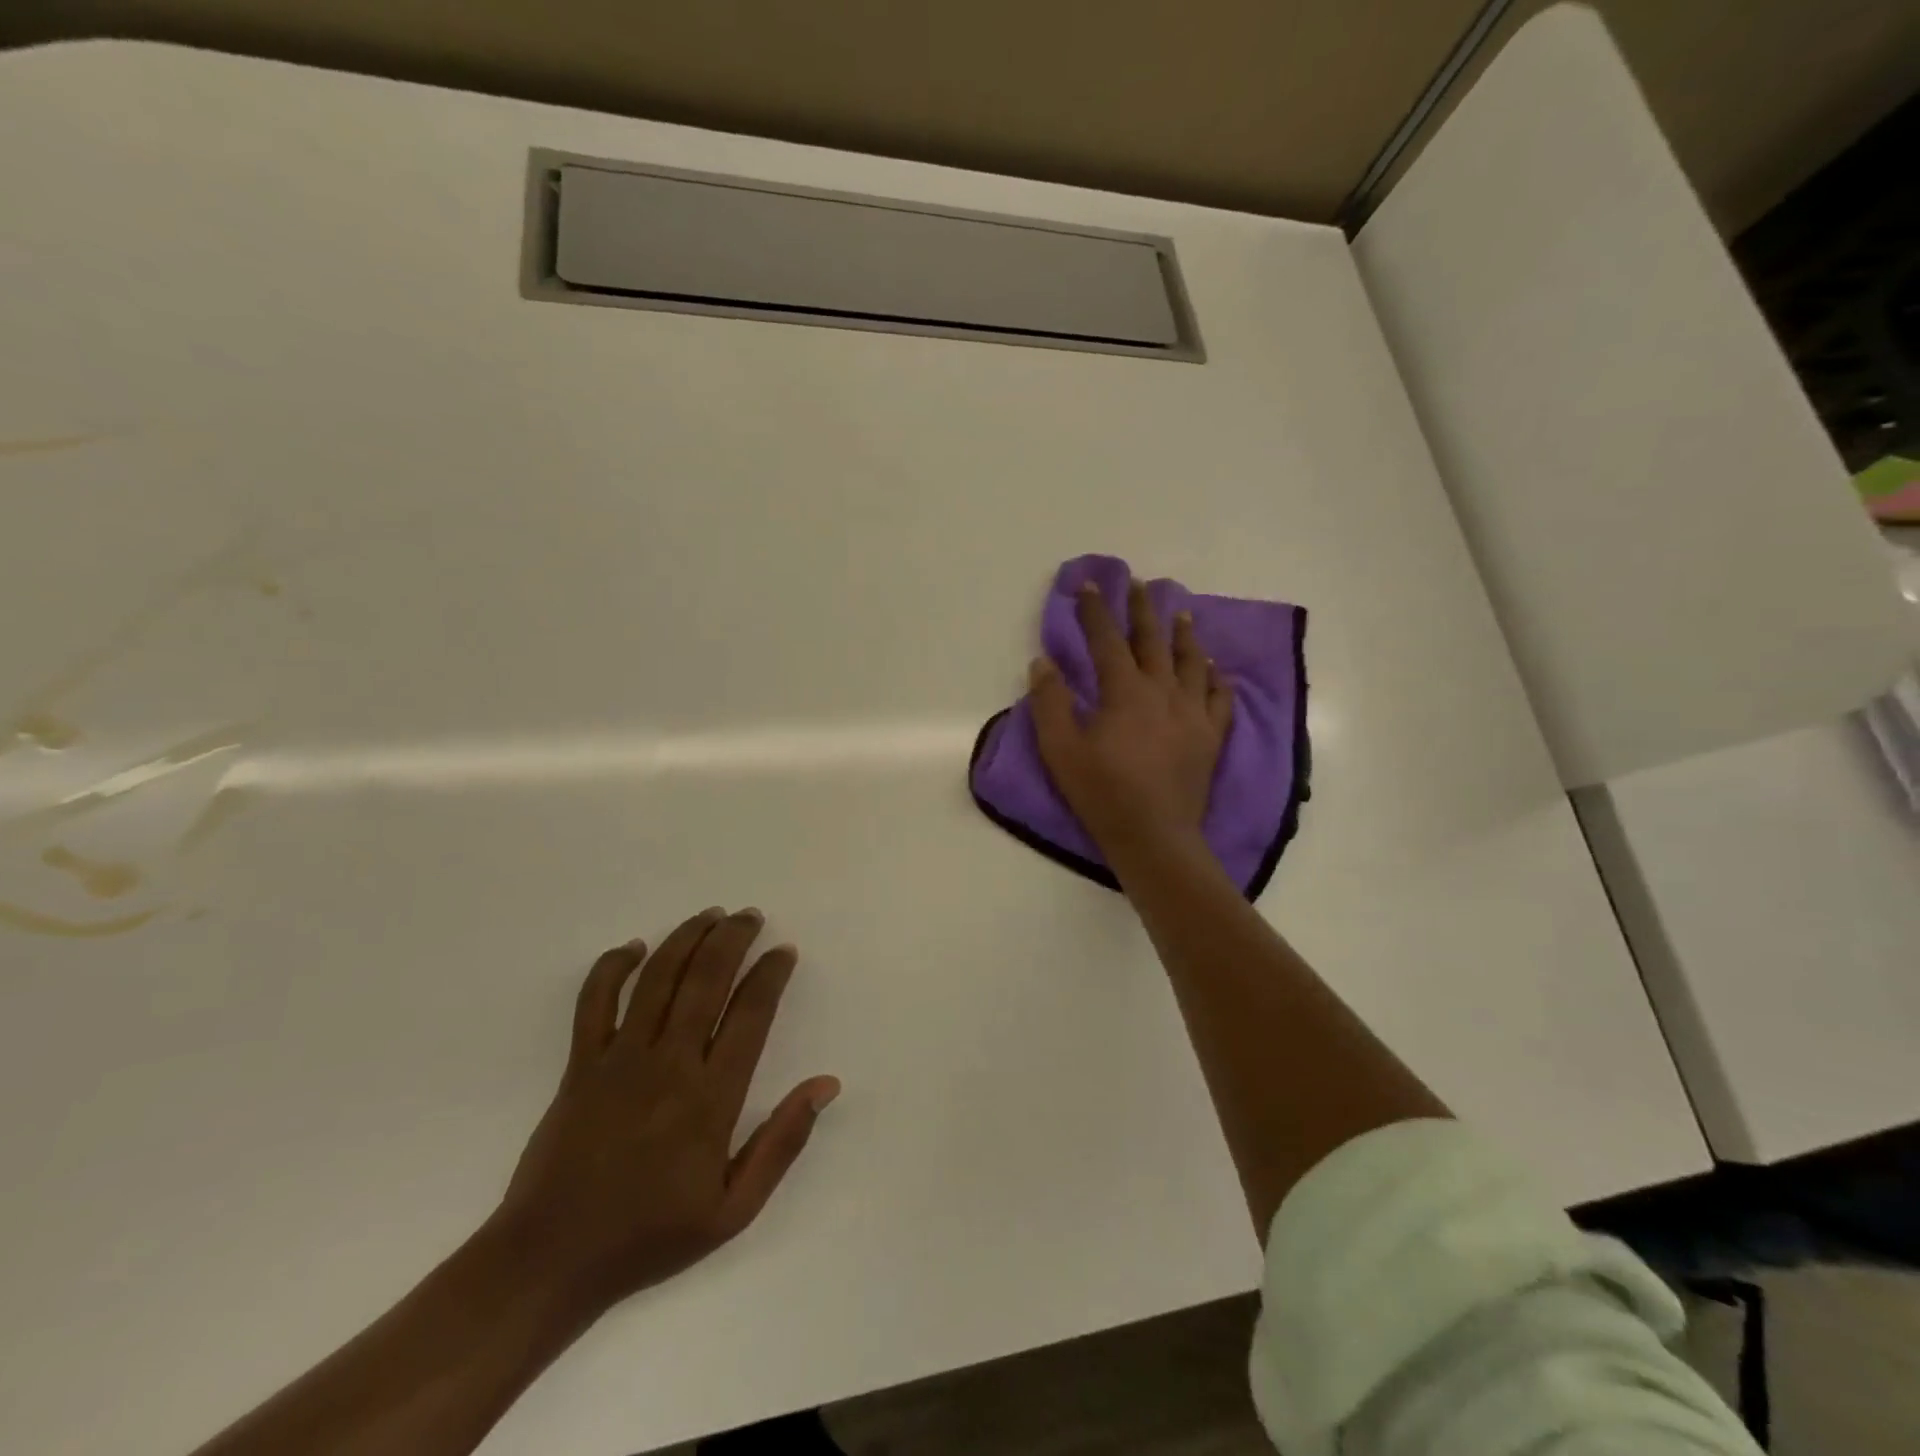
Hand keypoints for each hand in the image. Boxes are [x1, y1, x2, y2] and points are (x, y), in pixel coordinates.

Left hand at [491, 907, 838, 1317]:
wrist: (551, 1261)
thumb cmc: (650, 1236)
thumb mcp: (734, 1211)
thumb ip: (782, 1142)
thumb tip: (826, 1084)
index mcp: (710, 1099)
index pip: (751, 1014)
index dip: (770, 975)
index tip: (784, 952)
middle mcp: (668, 1065)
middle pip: (706, 980)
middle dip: (732, 939)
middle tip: (750, 916)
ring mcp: (619, 1060)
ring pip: (657, 978)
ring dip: (686, 938)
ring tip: (710, 916)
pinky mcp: (579, 1065)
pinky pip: (594, 1001)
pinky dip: (612, 966)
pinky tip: (634, 946)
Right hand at [1029, 579, 1232, 854]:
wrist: (1154, 836)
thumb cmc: (1102, 793)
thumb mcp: (1060, 750)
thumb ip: (1050, 702)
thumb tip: (1043, 662)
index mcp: (1125, 692)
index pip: (1107, 640)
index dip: (1095, 611)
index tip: (1089, 585)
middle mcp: (1163, 692)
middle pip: (1153, 640)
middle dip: (1142, 610)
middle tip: (1139, 584)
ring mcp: (1192, 713)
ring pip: (1191, 662)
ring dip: (1183, 634)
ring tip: (1180, 614)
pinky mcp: (1210, 736)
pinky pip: (1219, 697)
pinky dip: (1216, 677)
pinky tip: (1215, 668)